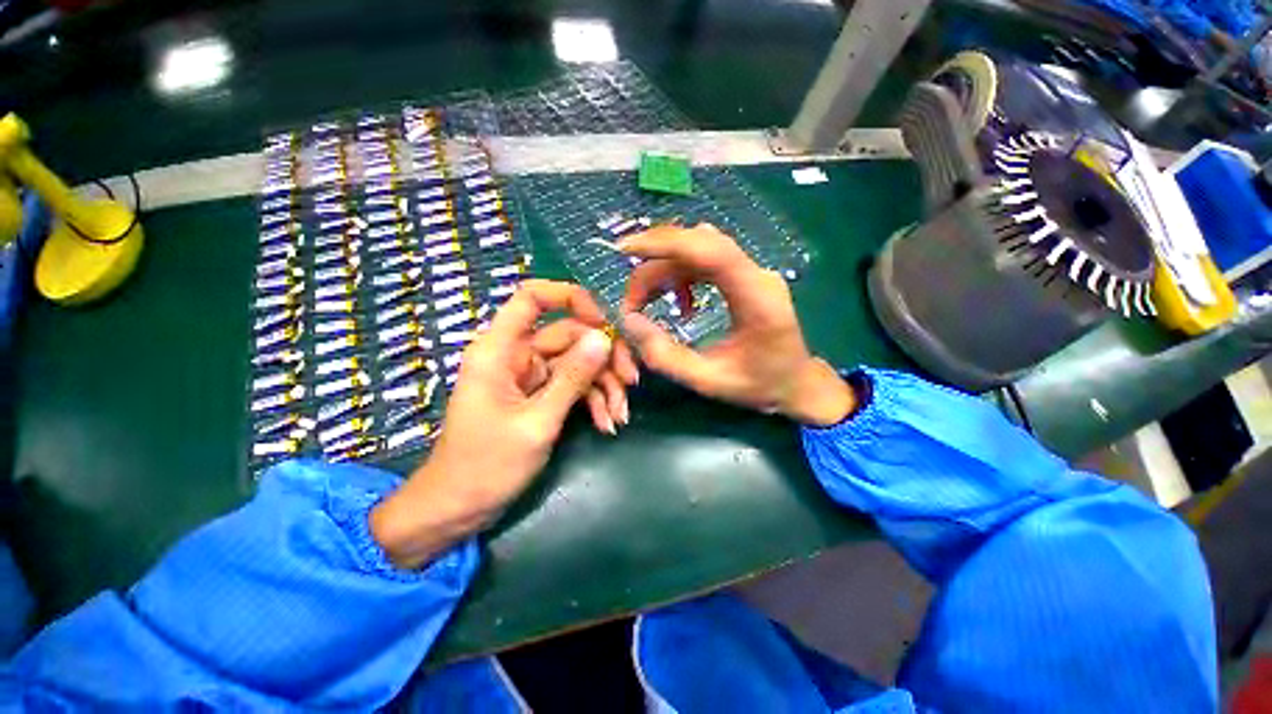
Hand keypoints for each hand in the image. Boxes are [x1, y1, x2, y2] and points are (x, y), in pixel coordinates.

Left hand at [371, 280, 627, 567]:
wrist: (459, 509)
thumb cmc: (486, 466)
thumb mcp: (537, 422)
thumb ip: (572, 378)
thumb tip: (604, 338)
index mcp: (500, 349)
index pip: (533, 298)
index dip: (571, 298)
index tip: (605, 322)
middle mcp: (517, 354)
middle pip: (570, 334)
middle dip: (604, 358)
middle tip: (631, 382)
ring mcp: (531, 376)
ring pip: (578, 362)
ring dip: (604, 386)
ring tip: (619, 416)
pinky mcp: (541, 395)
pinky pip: (575, 386)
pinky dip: (594, 401)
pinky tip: (607, 424)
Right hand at [619, 224, 855, 425]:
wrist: (798, 382)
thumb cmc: (759, 385)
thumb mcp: (708, 381)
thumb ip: (665, 356)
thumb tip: (629, 321)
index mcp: (757, 299)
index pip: (712, 251)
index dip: (666, 243)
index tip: (625, 249)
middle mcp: (757, 275)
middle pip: (698, 245)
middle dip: (655, 265)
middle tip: (632, 302)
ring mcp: (752, 272)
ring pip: (698, 251)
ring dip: (665, 270)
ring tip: (647, 302)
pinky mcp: (745, 276)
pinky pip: (705, 262)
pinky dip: (681, 275)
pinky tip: (680, 302)